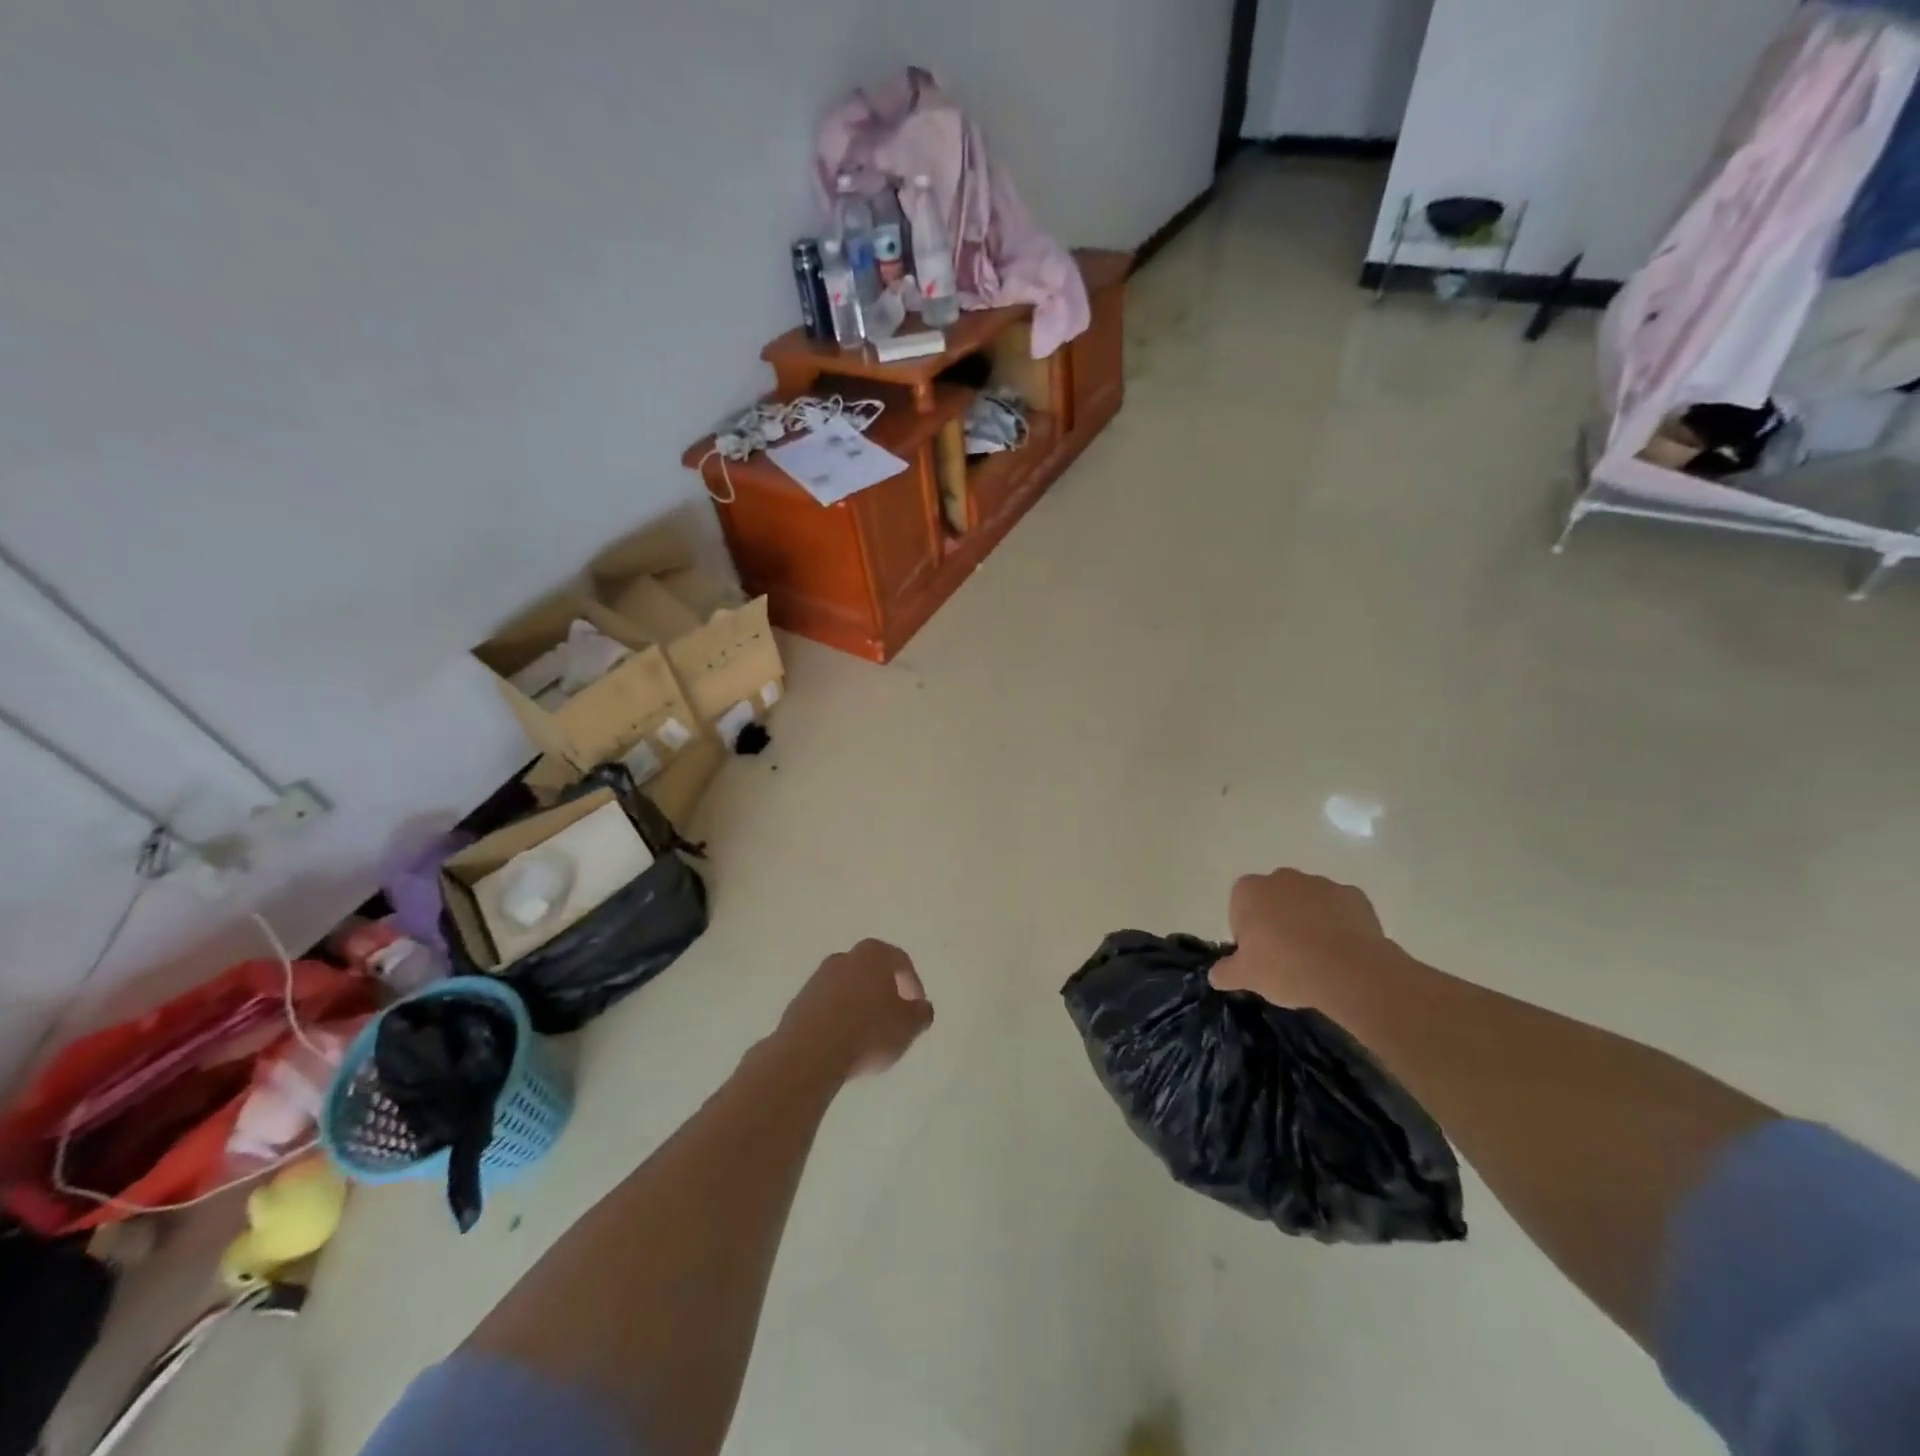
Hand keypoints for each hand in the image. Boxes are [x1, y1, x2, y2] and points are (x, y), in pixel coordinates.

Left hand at [778, 939, 933, 1080]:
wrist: (810, 1053)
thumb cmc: (868, 1032)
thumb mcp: (908, 1026)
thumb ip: (921, 1014)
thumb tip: (922, 1008)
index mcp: (873, 954)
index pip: (900, 961)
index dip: (913, 985)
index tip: (916, 1009)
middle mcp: (844, 958)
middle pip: (871, 971)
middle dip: (884, 992)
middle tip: (894, 1018)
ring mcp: (817, 978)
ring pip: (848, 987)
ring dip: (859, 1005)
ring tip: (868, 1034)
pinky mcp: (798, 1002)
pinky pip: (828, 1006)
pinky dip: (839, 1018)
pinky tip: (844, 1041)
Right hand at [1210, 869, 1395, 1007]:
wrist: (1352, 972)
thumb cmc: (1287, 968)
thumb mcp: (1246, 977)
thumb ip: (1225, 972)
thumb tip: (1215, 975)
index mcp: (1250, 890)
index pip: (1240, 908)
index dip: (1248, 933)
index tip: (1259, 957)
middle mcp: (1282, 878)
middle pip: (1273, 900)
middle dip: (1277, 922)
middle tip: (1287, 958)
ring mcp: (1320, 883)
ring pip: (1306, 902)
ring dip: (1308, 922)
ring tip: (1318, 958)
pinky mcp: (1353, 895)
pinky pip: (1339, 908)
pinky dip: (1338, 924)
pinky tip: (1342, 951)